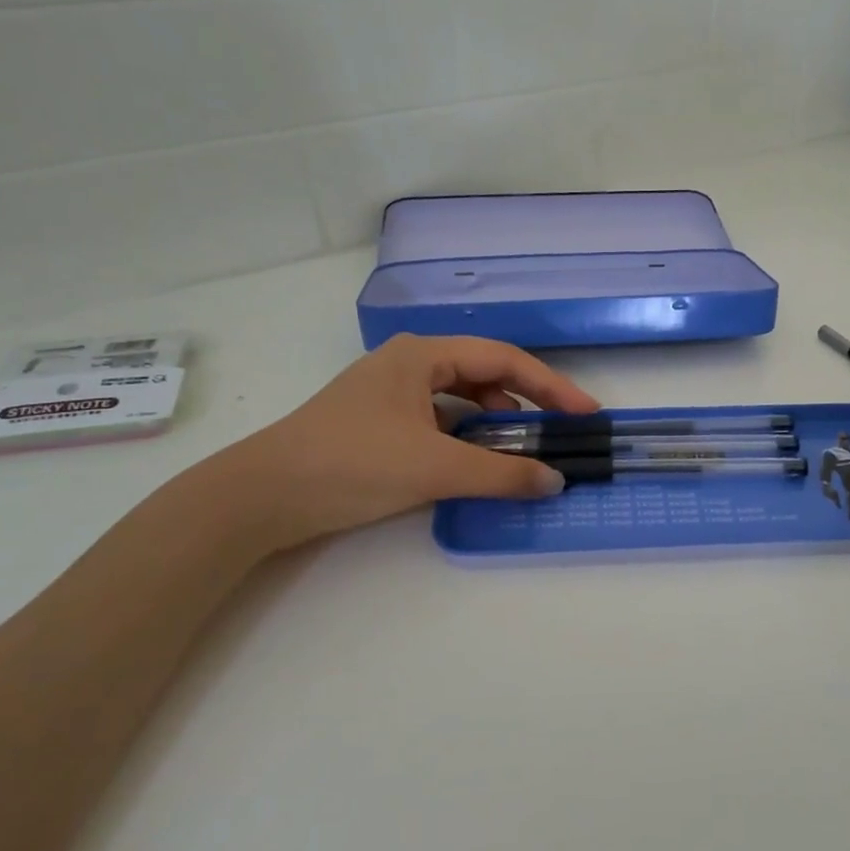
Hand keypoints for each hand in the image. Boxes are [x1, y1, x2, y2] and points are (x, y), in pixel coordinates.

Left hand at [211, 335, 598, 550]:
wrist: (263, 495)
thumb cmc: (352, 463)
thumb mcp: (435, 467)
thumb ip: (501, 473)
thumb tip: (555, 481)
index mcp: (423, 355)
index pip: (504, 361)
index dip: (551, 386)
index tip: (586, 413)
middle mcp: (409, 363)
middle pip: (484, 374)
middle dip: (525, 402)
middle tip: (558, 433)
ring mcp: (391, 393)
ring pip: (461, 398)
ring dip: (495, 421)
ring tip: (519, 450)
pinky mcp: (379, 422)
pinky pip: (440, 420)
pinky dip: (466, 437)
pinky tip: (474, 461)